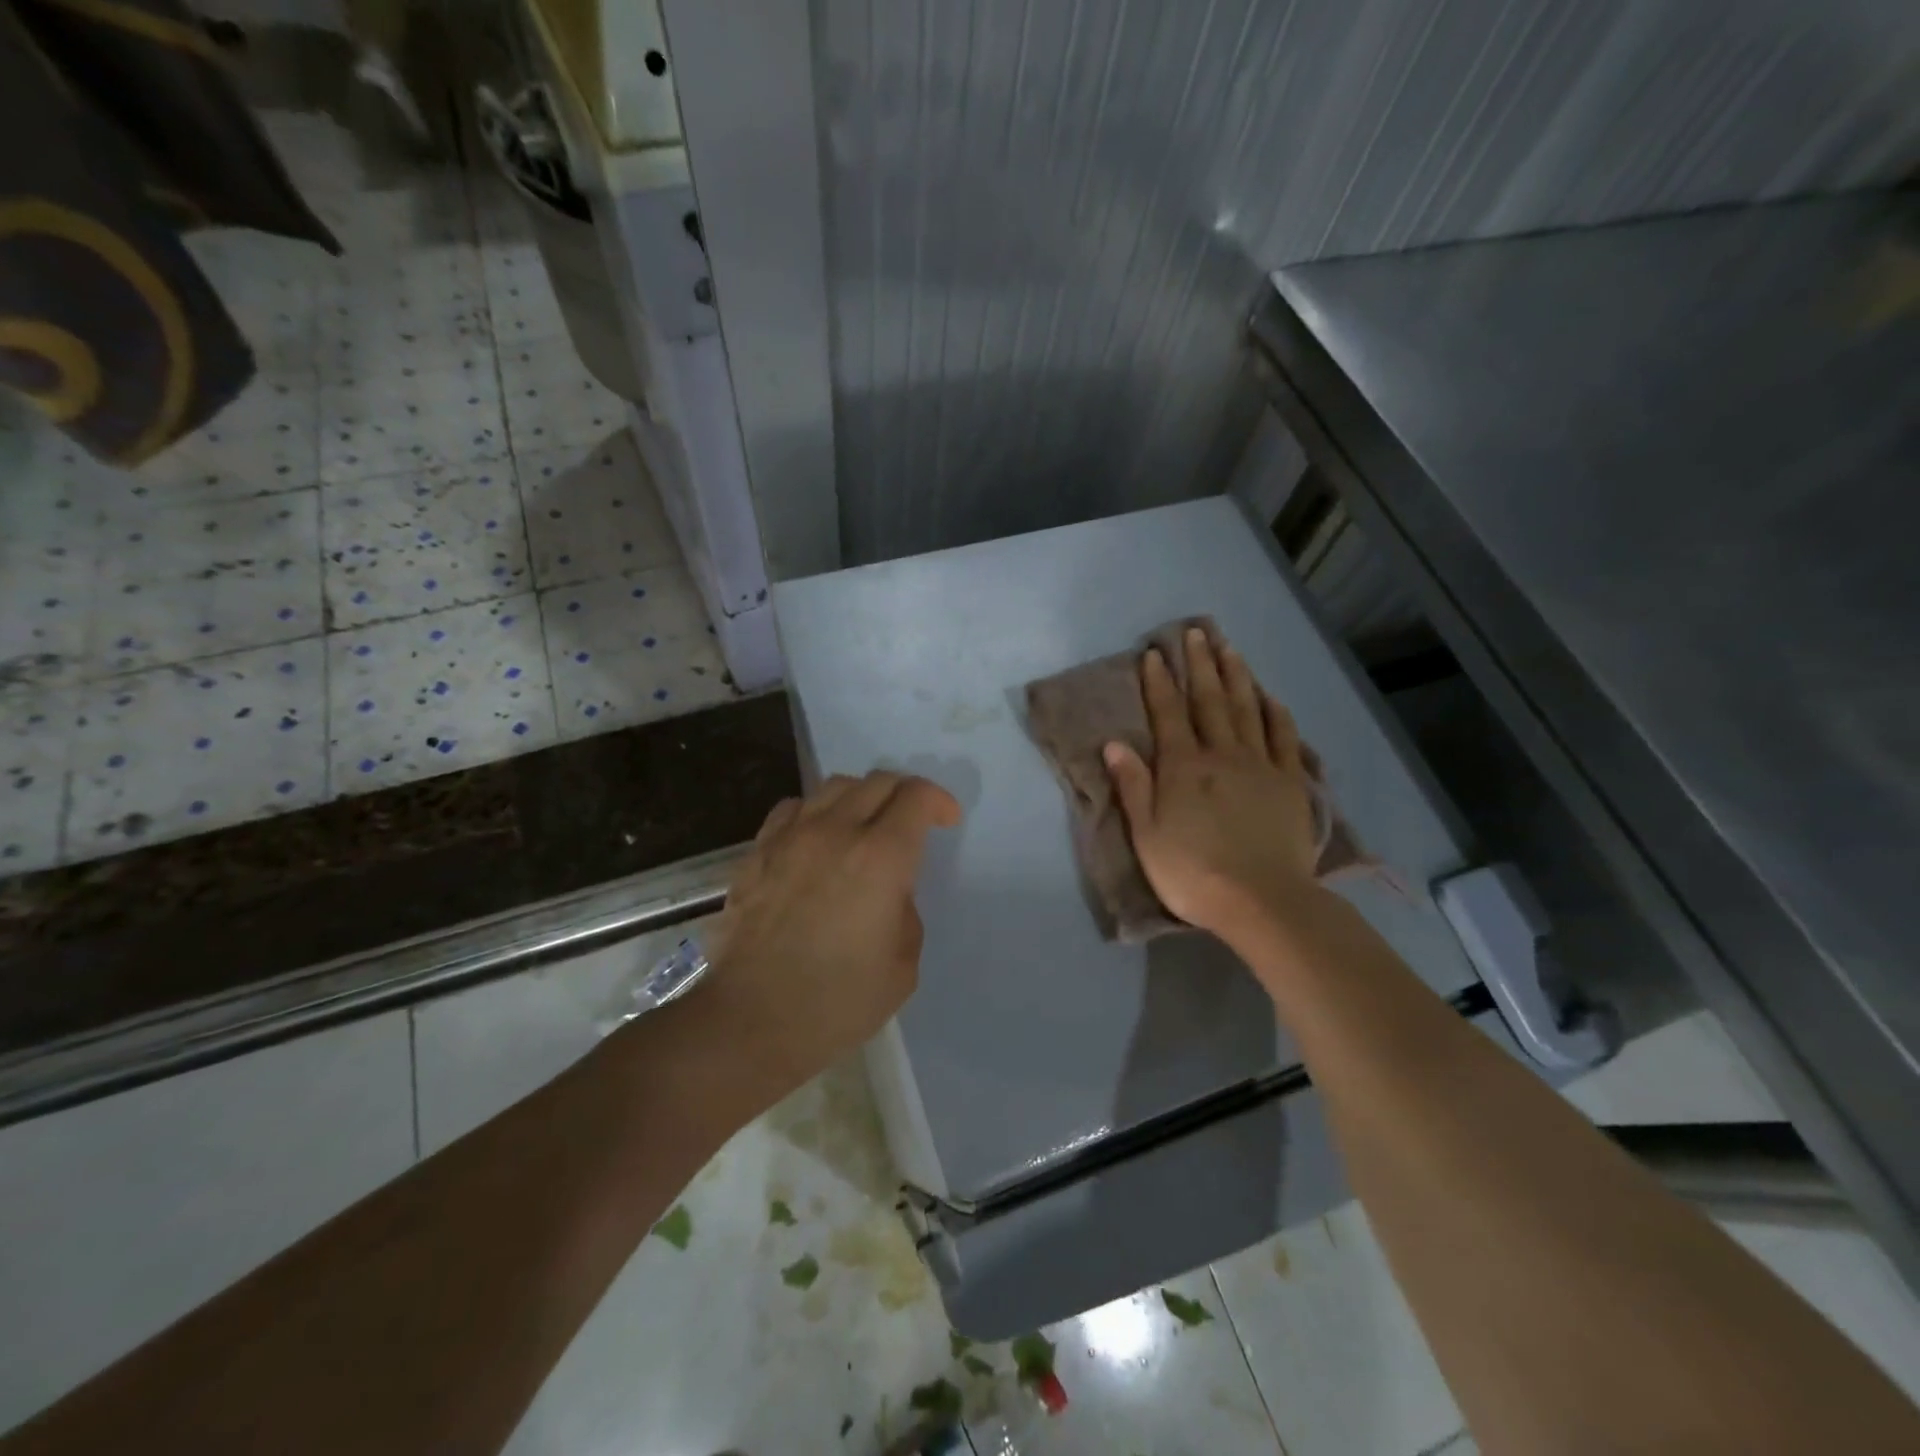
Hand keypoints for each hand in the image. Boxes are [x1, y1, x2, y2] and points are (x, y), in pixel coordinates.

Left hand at [702, 771, 962, 1095]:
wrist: (751, 1020)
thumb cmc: (838, 1002)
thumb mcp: (903, 965)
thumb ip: (905, 912)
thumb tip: (888, 892)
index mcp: (881, 857)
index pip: (916, 796)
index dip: (939, 801)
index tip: (946, 822)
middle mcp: (836, 832)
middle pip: (878, 781)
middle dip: (905, 793)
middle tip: (913, 821)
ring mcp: (791, 837)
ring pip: (834, 786)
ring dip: (861, 797)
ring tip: (865, 824)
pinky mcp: (757, 852)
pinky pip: (793, 808)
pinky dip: (816, 812)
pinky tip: (817, 838)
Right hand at [1104, 627, 1319, 937]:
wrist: (1261, 900)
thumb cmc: (1192, 872)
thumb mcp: (1146, 834)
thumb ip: (1133, 786)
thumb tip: (1114, 743)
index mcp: (1182, 767)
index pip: (1167, 714)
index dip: (1159, 683)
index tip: (1155, 654)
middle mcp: (1221, 755)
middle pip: (1209, 701)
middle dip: (1200, 665)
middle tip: (1196, 632)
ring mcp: (1260, 765)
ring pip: (1246, 709)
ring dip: (1236, 676)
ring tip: (1229, 648)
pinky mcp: (1289, 782)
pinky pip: (1283, 737)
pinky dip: (1274, 713)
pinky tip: (1269, 697)